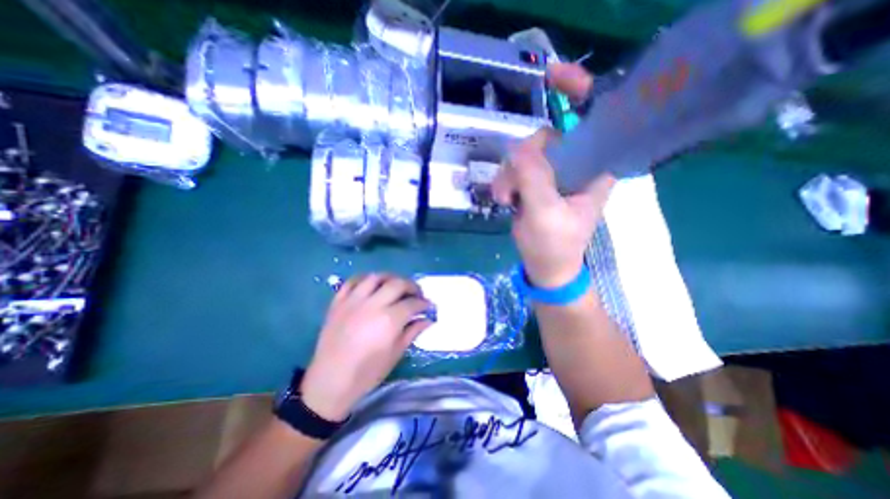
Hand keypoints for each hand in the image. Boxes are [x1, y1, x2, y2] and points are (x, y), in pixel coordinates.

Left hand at [302, 274, 435, 421]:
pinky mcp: (338, 302)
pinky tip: (371, 284)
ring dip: (390, 278)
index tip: (428, 305)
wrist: (329, 382)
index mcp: (389, 320)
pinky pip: (352, 281)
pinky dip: (365, 279)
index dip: (423, 303)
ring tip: (396, 285)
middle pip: (397, 284)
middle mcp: (372, 305)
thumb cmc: (366, 373)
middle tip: (416, 294)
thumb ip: (412, 332)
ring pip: (375, 277)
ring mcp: (353, 301)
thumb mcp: (395, 354)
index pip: (412, 303)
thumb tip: (428, 319)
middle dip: (412, 286)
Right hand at [490, 62, 616, 288]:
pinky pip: (517, 168)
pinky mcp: (538, 182)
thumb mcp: (545, 214)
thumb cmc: (554, 245)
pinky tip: (502, 198)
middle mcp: (578, 165)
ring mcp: (556, 173)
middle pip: (547, 137)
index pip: (597, 119)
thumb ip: (534, 178)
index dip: (579, 92)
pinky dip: (505, 180)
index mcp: (596, 169)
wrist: (545, 266)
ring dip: (509, 174)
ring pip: (526, 154)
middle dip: (522, 159)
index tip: (553, 76)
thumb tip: (518, 147)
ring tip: (504, 199)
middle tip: (510, 188)